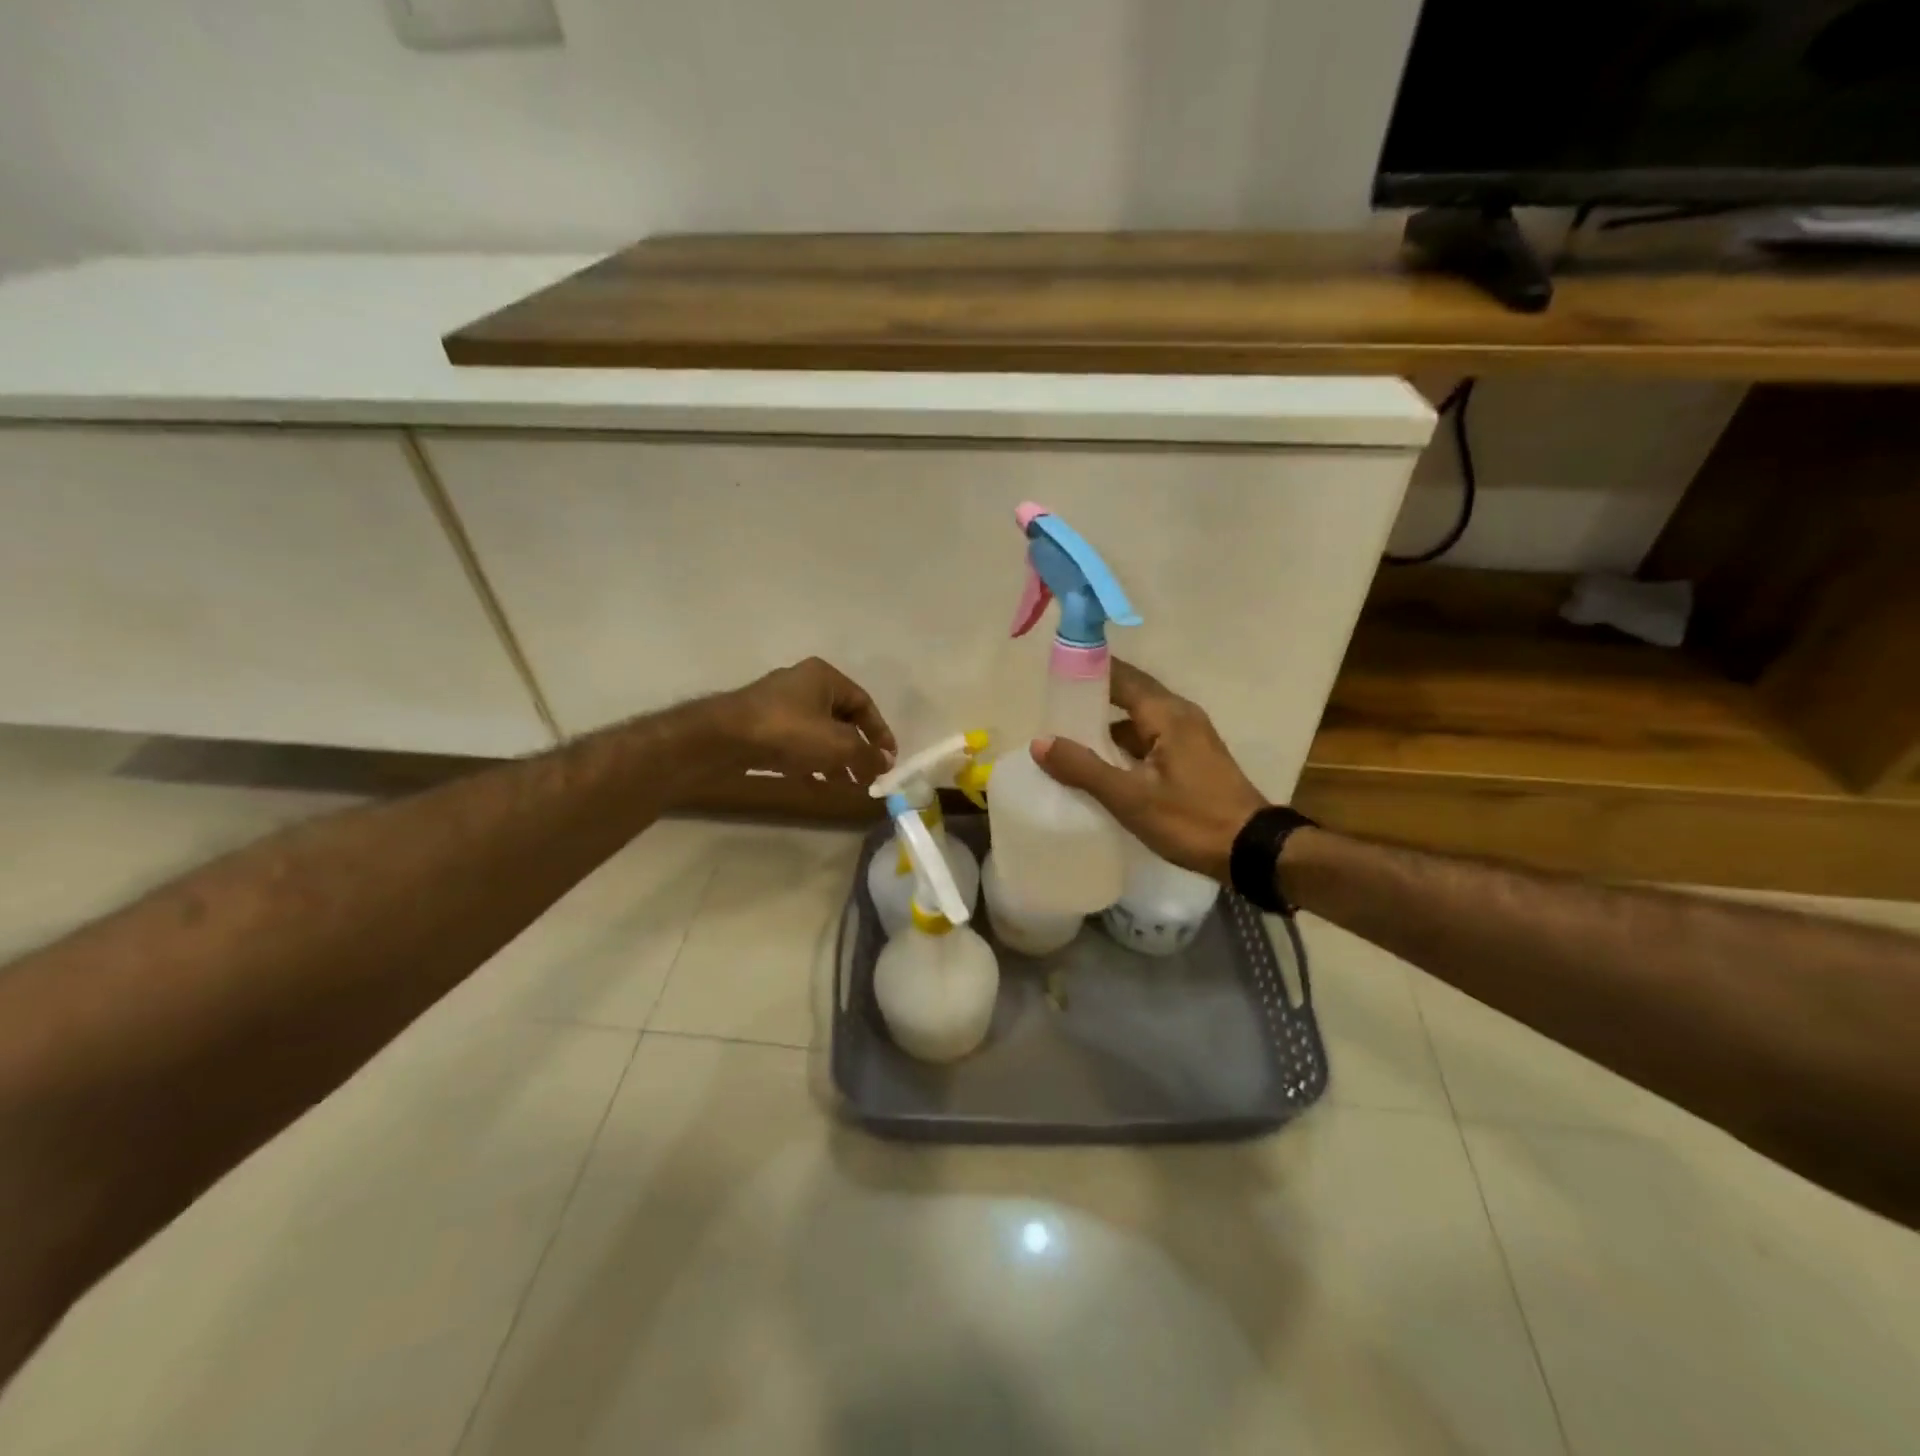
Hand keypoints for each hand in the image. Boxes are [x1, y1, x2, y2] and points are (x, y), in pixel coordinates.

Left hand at [711, 657, 896, 785]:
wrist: (722, 739)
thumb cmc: (788, 731)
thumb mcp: (838, 745)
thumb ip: (867, 755)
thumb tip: (887, 764)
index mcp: (824, 677)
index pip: (864, 703)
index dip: (880, 732)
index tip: (889, 759)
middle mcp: (803, 685)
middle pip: (841, 719)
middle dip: (858, 750)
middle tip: (869, 776)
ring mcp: (779, 706)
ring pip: (818, 734)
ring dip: (836, 759)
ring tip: (848, 785)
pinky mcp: (761, 727)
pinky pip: (797, 745)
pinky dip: (811, 763)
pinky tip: (819, 786)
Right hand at [1032, 660, 1266, 881]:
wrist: (1253, 852)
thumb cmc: (1192, 821)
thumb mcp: (1131, 798)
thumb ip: (1084, 769)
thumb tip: (1040, 741)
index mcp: (1166, 714)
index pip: (1119, 675)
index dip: (1086, 671)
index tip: (1051, 676)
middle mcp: (1179, 715)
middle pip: (1128, 693)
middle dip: (1091, 699)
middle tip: (1051, 709)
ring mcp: (1189, 736)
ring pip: (1138, 718)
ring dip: (1106, 725)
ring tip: (1067, 736)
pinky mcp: (1191, 757)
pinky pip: (1149, 738)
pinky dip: (1123, 744)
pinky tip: (1101, 764)